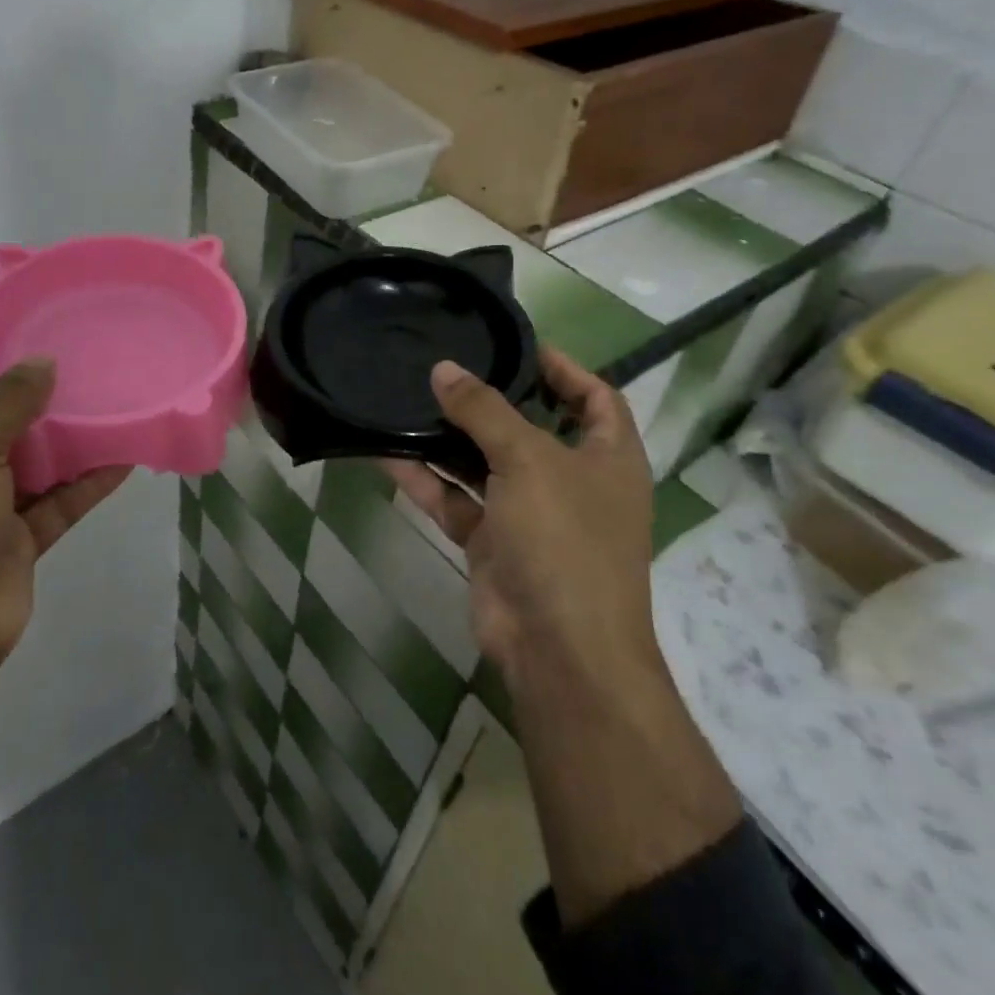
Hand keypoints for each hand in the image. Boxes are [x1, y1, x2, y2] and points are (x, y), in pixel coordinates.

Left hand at [0, 322, 130, 786]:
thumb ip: (5, 406)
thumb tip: (41, 363)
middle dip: (22, 395)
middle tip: (67, 355)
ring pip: (26, 464)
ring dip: (62, 440)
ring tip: (104, 399)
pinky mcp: (12, 544)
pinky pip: (52, 503)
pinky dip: (83, 483)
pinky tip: (122, 456)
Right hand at [387, 347, 739, 920]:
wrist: (558, 651)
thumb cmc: (564, 540)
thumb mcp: (528, 461)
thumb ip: (484, 410)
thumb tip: (444, 368)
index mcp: (608, 457)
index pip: (595, 396)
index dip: (564, 367)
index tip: (516, 343)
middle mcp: (572, 480)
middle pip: (530, 426)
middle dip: (491, 399)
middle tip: (447, 365)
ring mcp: (530, 514)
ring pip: (484, 463)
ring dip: (449, 438)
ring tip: (407, 397)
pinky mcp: (493, 542)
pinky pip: (456, 499)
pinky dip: (426, 479)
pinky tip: (386, 451)